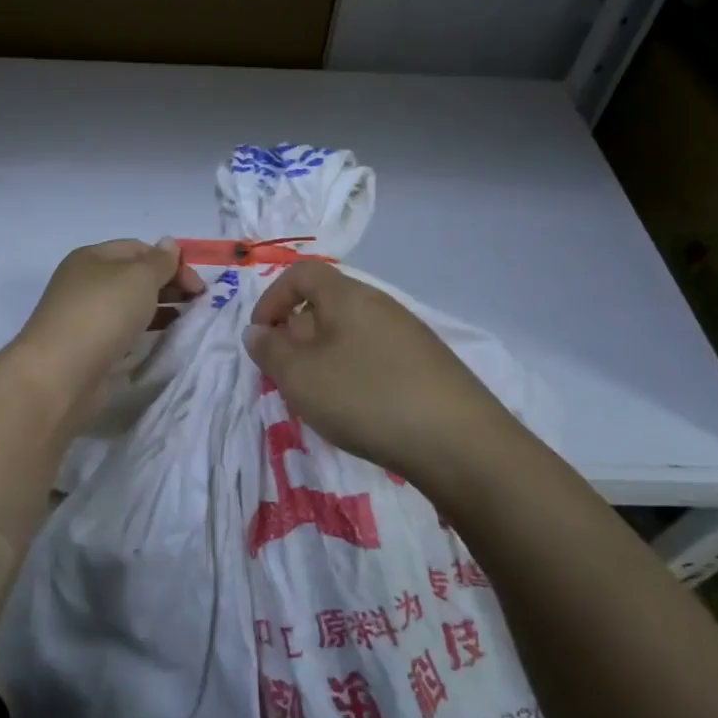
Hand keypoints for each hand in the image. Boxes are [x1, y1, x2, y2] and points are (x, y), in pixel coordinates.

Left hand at [12, 239, 204, 407]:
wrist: (60, 374)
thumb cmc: (102, 314)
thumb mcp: (138, 278)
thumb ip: (159, 262)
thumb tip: (168, 244)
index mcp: (92, 257)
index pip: (138, 248)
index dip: (170, 262)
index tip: (198, 287)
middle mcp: (85, 283)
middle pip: (133, 277)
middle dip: (168, 285)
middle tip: (197, 304)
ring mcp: (84, 316)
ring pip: (129, 305)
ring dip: (158, 309)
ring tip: (185, 322)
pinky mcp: (88, 347)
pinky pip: (122, 331)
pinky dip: (143, 332)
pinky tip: (159, 341)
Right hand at [243, 262, 506, 485]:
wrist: (460, 443)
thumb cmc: (366, 398)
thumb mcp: (301, 376)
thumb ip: (270, 351)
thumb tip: (257, 331)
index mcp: (348, 296)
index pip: (302, 273)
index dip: (272, 298)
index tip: (260, 335)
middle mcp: (381, 305)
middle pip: (326, 304)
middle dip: (296, 335)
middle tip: (286, 375)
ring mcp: (409, 336)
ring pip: (351, 334)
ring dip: (324, 359)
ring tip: (318, 398)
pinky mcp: (427, 367)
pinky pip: (375, 357)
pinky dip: (354, 375)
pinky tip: (358, 411)